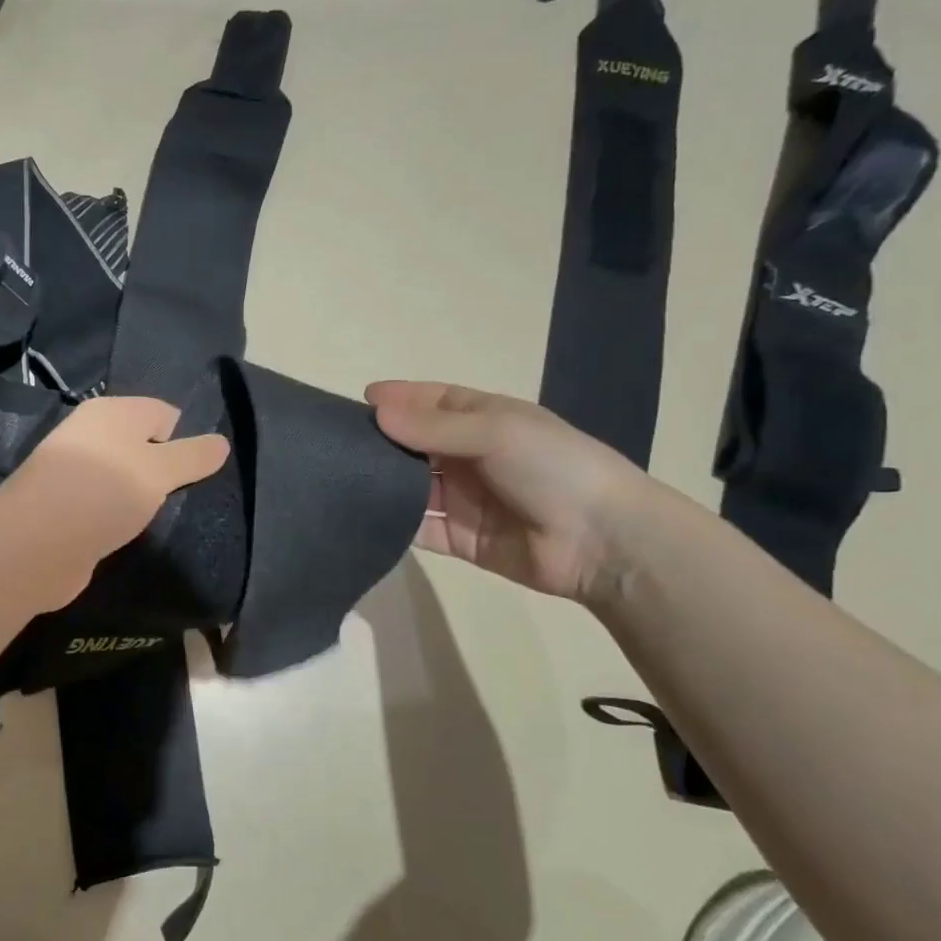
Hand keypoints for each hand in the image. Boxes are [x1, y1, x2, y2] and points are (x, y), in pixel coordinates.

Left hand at [0, 396, 230, 608]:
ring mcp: (76, 472)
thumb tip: (222, 442)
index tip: (202, 472)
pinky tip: (132, 534)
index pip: (164, 413)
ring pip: (125, 478)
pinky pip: (107, 504)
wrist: (35, 544)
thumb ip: (193, 456)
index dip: (186, 440)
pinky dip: (121, 517)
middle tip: (190, 498)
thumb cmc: (103, 493)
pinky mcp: (67, 507)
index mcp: (113, 412)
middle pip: (144, 446)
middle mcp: (92, 434)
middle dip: (167, 471)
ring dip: (144, 498)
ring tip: (164, 519)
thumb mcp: (159, 471)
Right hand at [366, 381, 648, 603]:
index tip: (361, 401)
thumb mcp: (495, 431)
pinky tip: (363, 515)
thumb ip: (433, 427)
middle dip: (382, 441)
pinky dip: (394, 523)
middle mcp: (471, 456)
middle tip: (338, 443)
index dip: (400, 399)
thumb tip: (376, 414)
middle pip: (416, 444)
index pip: (434, 402)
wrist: (602, 541)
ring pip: (411, 487)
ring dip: (383, 482)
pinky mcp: (459, 539)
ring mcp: (464, 499)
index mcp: (486, 420)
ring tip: (340, 478)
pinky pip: (419, 528)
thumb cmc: (552, 466)